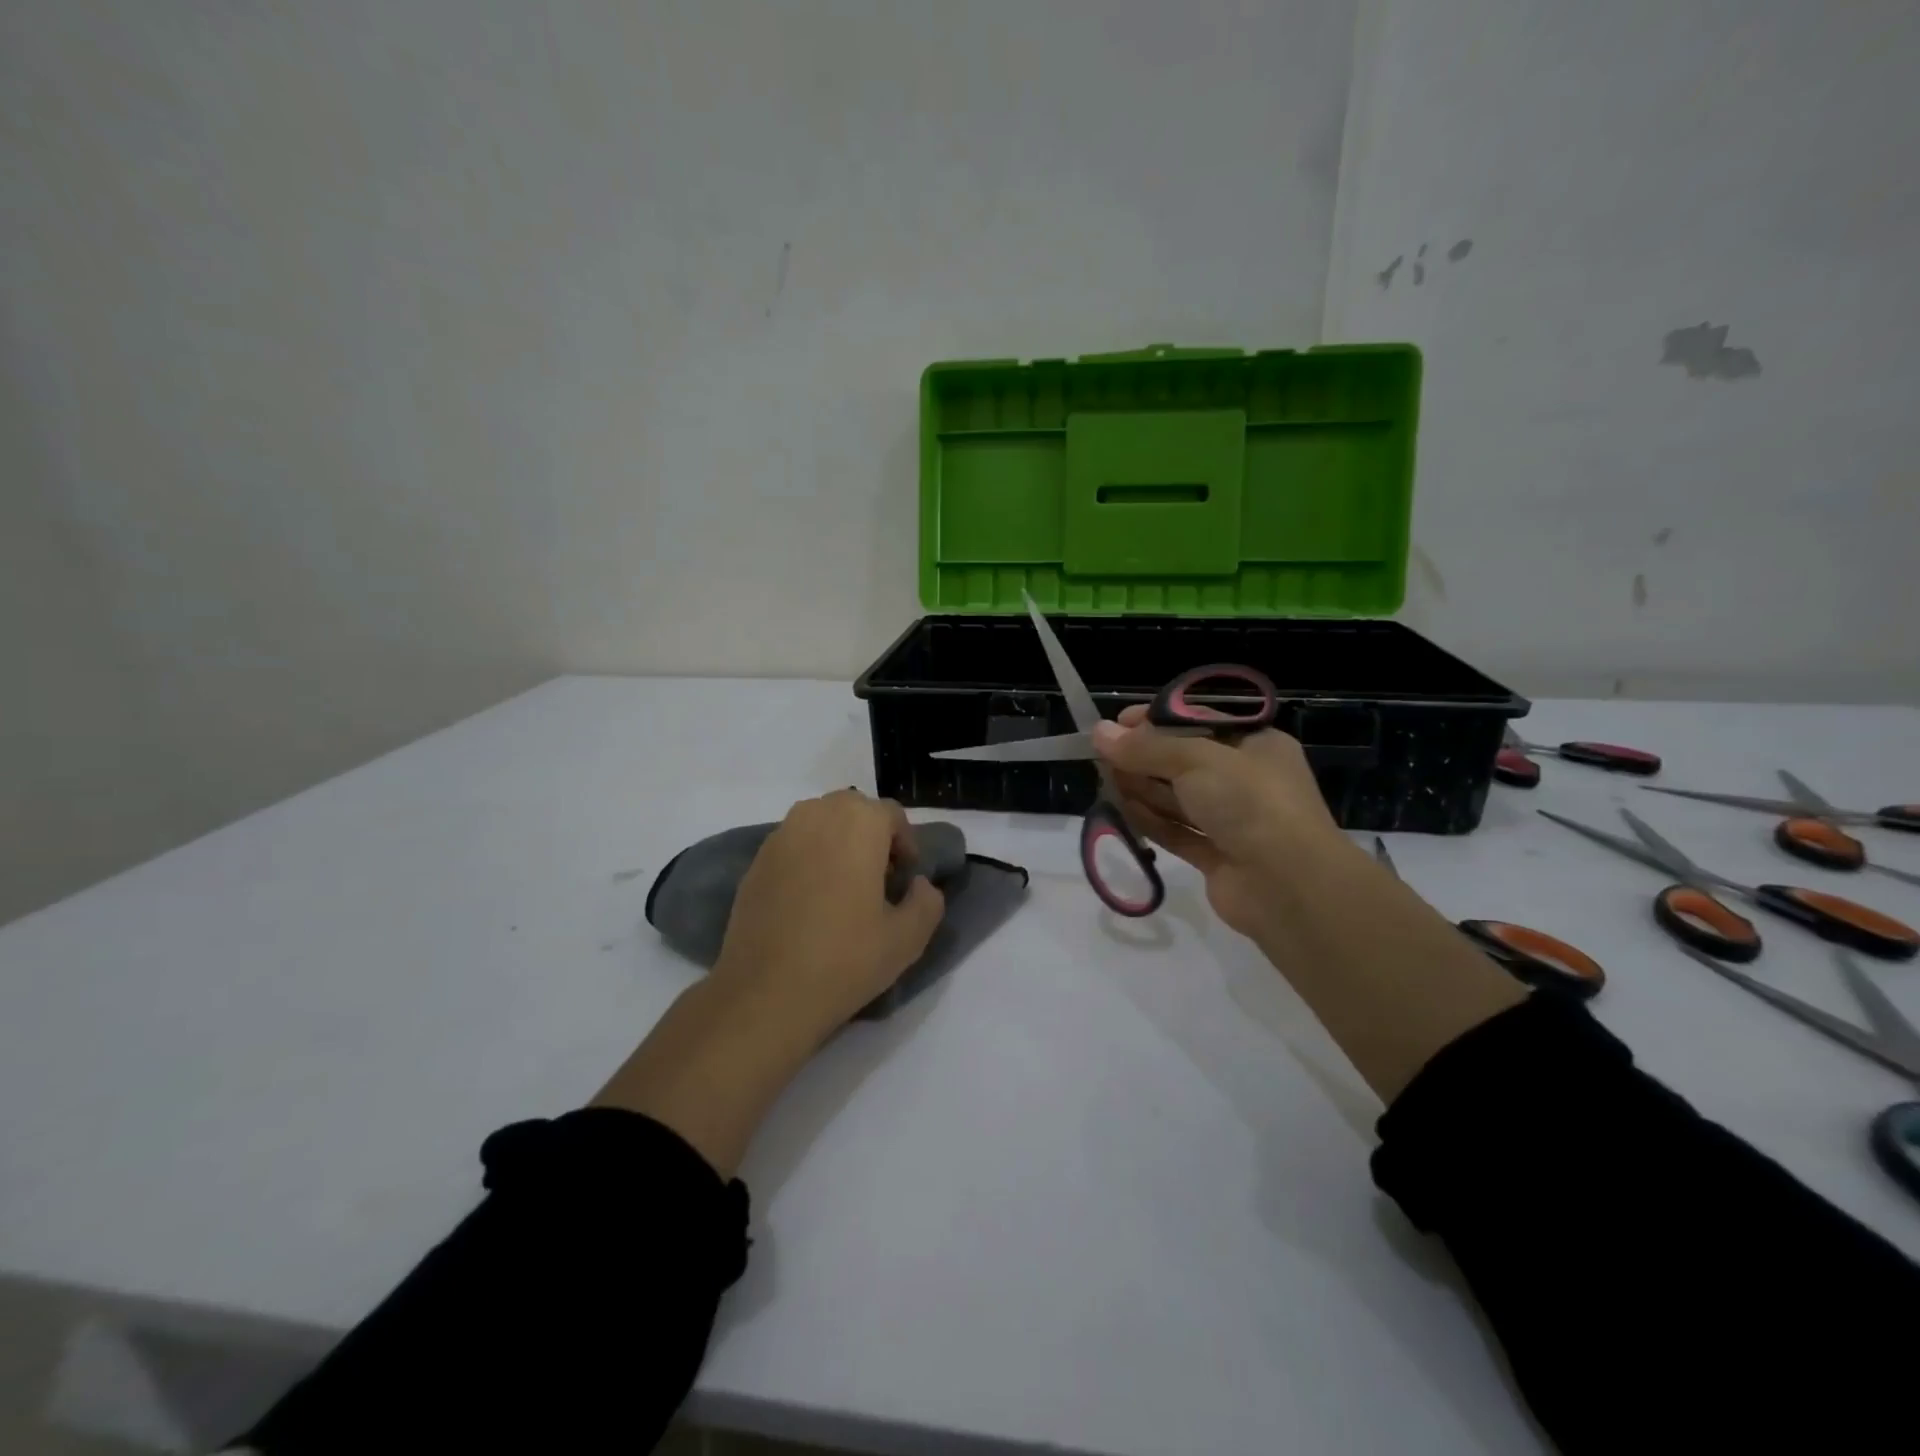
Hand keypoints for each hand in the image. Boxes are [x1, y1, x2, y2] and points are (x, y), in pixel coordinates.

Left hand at [710, 790, 945, 1043]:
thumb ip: (927, 902)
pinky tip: (809, 901)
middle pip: (853, 810)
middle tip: (878, 879)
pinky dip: (808, 858)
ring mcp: (780, 837)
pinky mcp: (755, 862)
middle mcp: (816, 816)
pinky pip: (793, 844)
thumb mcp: (908, 938)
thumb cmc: (844, 959)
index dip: (905, 844)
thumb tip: (919, 884)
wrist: (765, 993)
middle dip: (871, 836)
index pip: (891, 814)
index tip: (905, 879)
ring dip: (837, 842)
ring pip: (820, 822)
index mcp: (858, 824)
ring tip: (843, 888)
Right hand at [1094, 707, 1525, 1102]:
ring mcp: (1233, 821)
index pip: (1200, 722)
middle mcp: (1246, 780)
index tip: (1118, 723)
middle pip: (1184, 761)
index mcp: (1256, 745)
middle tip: (1102, 755)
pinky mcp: (1218, 856)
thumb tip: (1098, 732)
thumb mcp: (1195, 760)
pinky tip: (1120, 811)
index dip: (1157, 720)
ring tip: (1103, 780)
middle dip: (1144, 756)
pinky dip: (1151, 821)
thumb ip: (1144, 748)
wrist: (1288, 885)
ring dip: (1143, 788)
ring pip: (1179, 798)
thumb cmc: (1249, 801)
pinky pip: (1178, 832)